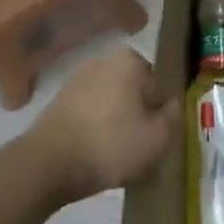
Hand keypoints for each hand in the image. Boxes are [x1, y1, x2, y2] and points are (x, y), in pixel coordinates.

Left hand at [29, 47, 177, 203]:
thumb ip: (174, 116)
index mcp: (130, 60)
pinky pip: (90, 111)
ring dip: (116, 122)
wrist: (49, 164)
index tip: (156, 138)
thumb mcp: (157, 138)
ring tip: (116, 155)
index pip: (158, 85)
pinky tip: (95, 153)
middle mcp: (103, 59)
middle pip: (134, 90)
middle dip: (138, 114)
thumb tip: (175, 103)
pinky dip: (95, 128)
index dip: (160, 113)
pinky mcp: (59, 99)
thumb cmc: (111, 145)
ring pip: (111, 101)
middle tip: (139, 148)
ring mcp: (78, 77)